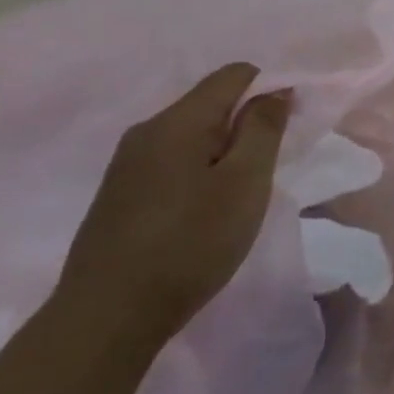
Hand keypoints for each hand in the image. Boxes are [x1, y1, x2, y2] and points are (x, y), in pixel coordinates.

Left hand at [56, 64, 292, 347]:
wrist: (106, 318)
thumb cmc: (190, 243)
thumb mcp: (245, 182)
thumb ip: (263, 129)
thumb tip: (276, 89)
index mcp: (178, 121)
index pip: (235, 74)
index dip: (271, 90)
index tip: (287, 131)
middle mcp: (147, 131)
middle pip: (212, 103)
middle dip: (247, 125)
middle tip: (265, 172)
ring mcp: (127, 164)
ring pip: (192, 135)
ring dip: (224, 152)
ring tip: (237, 197)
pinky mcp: (119, 195)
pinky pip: (172, 162)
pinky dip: (199, 173)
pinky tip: (202, 214)